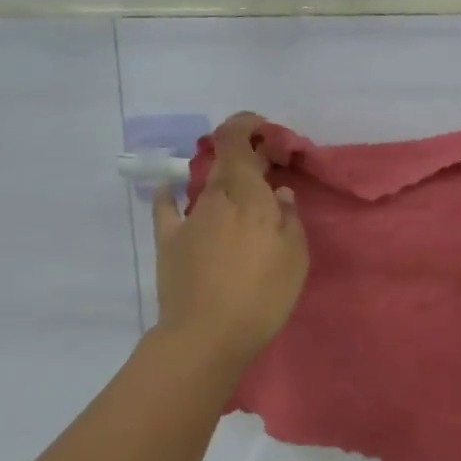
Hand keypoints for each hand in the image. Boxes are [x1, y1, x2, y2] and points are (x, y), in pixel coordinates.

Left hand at [152, 112, 308, 370]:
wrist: (206, 336)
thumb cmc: (261, 295)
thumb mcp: (294, 257)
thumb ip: (289, 218)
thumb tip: (278, 193)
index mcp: (246, 194)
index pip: (236, 140)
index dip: (245, 125)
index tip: (262, 130)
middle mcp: (214, 198)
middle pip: (224, 162)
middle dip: (244, 157)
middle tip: (265, 170)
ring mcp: (188, 219)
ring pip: (204, 186)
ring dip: (221, 183)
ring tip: (239, 200)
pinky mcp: (168, 242)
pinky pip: (166, 209)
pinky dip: (170, 196)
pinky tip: (170, 191)